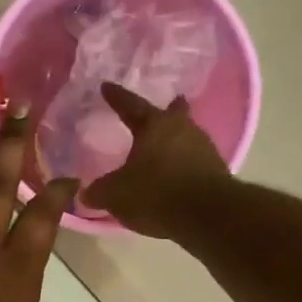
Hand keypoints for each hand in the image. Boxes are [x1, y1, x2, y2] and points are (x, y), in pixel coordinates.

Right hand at [78, 83, 231, 236]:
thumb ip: (99, 191)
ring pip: (186, 135)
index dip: (116, 97)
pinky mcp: (216, 170)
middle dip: (167, 110)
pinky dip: (183, 163)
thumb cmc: (155, 194)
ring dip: (176, 139)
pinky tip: (176, 173)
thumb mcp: (116, 195)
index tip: (106, 86)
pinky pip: (195, 160)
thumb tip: (85, 192)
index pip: (130, 105)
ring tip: (165, 146)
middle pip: (173, 113)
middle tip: (163, 107)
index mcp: (154, 125)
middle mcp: (182, 128)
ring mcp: (203, 147)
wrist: (207, 215)